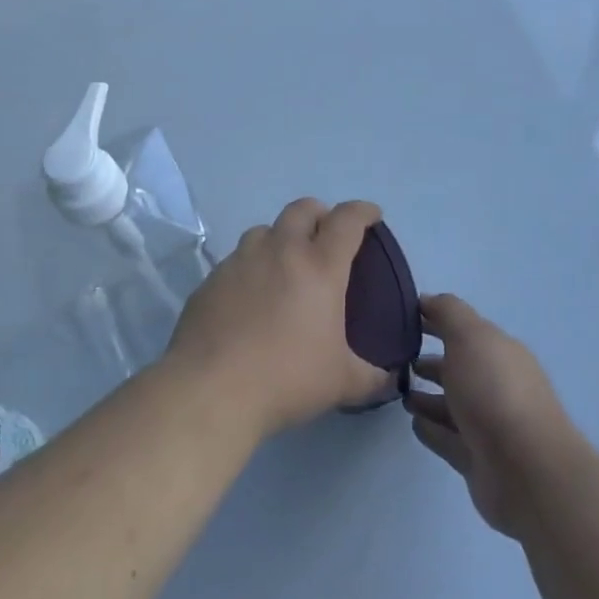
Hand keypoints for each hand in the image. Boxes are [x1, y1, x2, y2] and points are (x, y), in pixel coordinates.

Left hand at [165, 198, 393, 437]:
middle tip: (326, 235)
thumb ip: (370, 376)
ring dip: (281, 237)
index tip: (371, 215)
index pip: (347, 220)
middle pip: (303, 209)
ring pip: (265, 230)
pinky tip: (250, 297)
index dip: (363, 211)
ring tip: (285, 263)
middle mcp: (280, 251)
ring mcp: (241, 261)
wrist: (210, 390)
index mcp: (319, 266)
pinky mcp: (211, 280)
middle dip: (320, 213)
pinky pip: (236, 260)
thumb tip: (388, 378)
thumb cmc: (286, 378)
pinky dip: (251, 267)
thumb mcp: (341, 383)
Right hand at [404, 294, 587, 538]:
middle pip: (458, 367)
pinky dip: (431, 429)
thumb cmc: (495, 392)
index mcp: (499, 351)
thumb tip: (427, 300)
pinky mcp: (478, 459)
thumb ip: (448, 313)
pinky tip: (412, 422)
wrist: (527, 470)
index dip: (435, 320)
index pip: (463, 329)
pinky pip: (448, 438)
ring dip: (427, 396)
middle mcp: (496, 384)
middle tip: (396, 358)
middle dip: (430, 360)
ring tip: (399, 390)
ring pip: (452, 404)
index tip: (402, 319)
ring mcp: (488, 424)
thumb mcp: (470, 337)